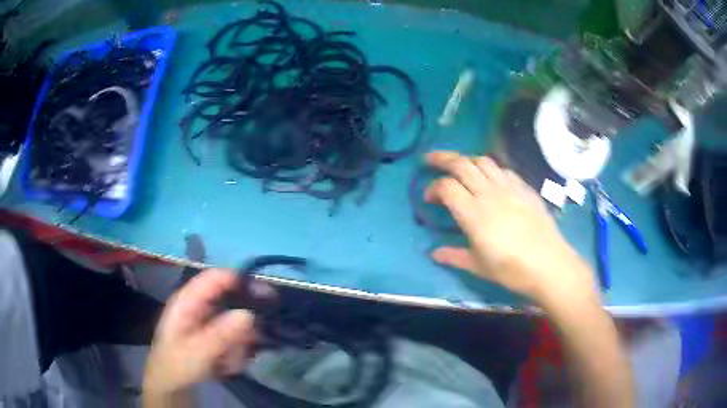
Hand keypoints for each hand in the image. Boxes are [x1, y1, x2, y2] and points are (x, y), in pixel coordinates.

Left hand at [144, 269, 256, 395]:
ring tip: (228, 362)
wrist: (170, 383)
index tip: (266, 294)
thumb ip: (221, 334)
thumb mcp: (197, 352)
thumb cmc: (177, 364)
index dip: (240, 280)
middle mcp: (199, 305)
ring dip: (239, 344)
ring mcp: (207, 320)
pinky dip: (236, 352)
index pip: (215, 278)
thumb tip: (249, 314)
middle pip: (230, 300)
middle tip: (255, 340)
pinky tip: (227, 366)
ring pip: (236, 323)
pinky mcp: (214, 334)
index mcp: (188, 300)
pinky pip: (234, 337)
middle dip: (244, 323)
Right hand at [424, 151, 595, 304]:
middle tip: (429, 160)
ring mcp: (509, 187)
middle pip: (461, 163)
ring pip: (483, 160)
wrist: (548, 264)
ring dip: (467, 160)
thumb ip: (453, 255)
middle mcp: (488, 193)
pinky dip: (490, 169)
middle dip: (441, 158)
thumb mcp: (477, 265)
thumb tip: (433, 253)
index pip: (446, 187)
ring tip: (460, 167)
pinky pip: (503, 169)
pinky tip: (490, 179)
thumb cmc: (510, 269)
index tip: (428, 199)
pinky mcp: (524, 188)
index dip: (432, 188)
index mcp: (473, 213)